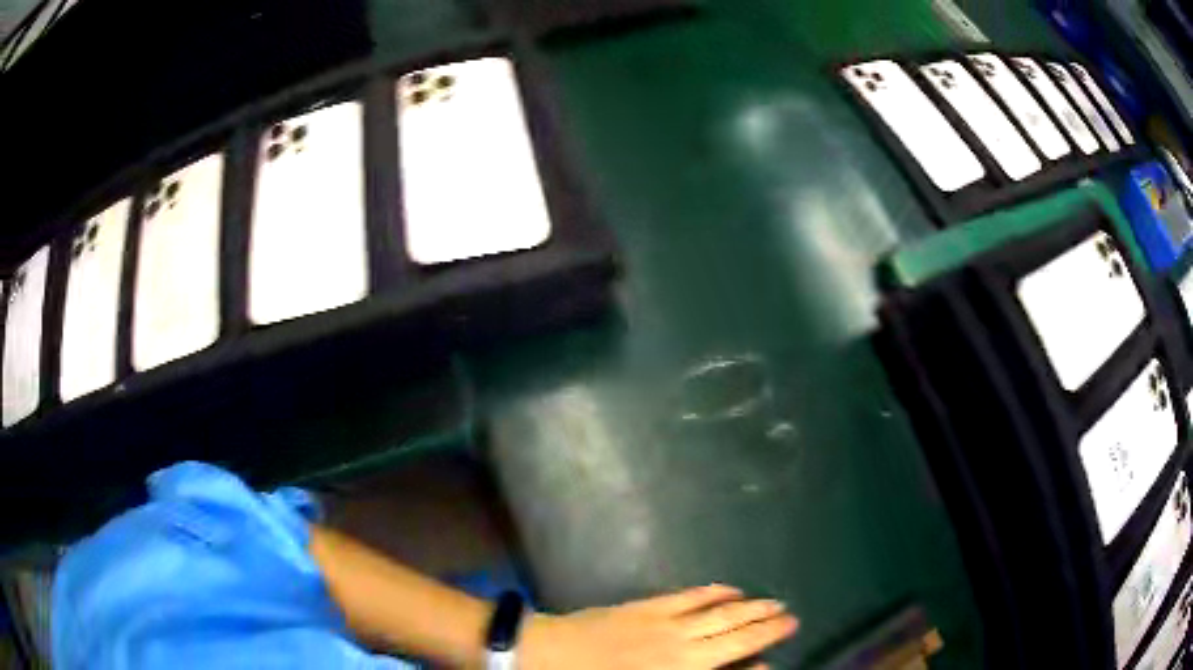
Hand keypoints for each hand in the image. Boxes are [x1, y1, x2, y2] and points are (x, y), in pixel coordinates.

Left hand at [518, 584, 797, 668]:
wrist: (547, 656)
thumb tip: (737, 668)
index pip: (734, 661)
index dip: (760, 655)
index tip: (779, 651)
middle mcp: (683, 647)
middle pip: (735, 635)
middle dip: (767, 626)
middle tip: (793, 617)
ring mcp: (666, 623)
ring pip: (720, 613)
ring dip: (750, 607)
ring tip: (775, 602)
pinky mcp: (647, 606)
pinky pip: (689, 596)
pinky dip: (713, 591)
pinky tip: (730, 588)